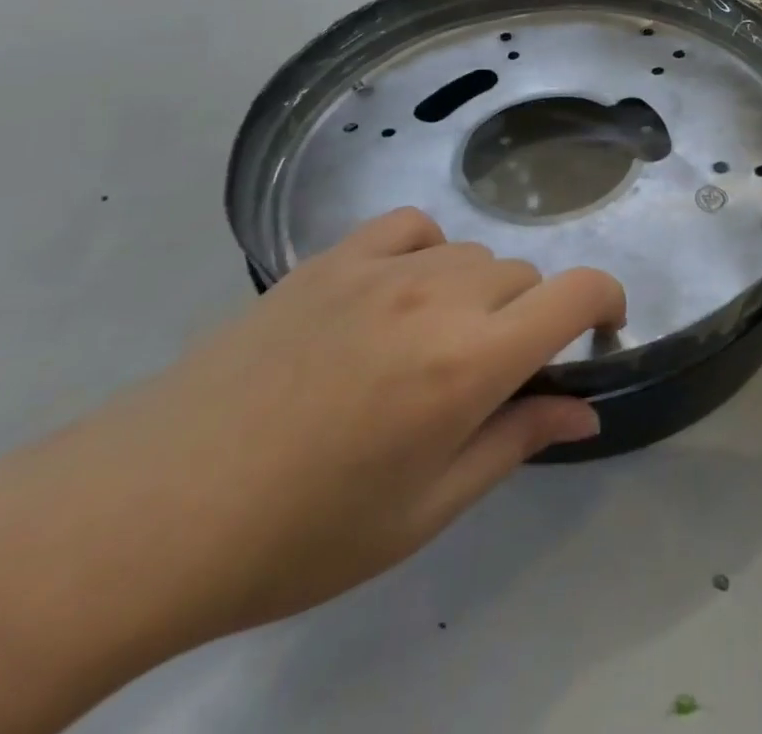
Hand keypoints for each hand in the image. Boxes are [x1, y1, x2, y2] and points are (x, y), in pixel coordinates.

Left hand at [21, 208, 625, 645]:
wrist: (154, 508)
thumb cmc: (300, 533)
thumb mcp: (425, 509)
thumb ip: (516, 442)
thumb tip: (585, 411)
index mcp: (469, 364)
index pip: (575, 293)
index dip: (607, 301)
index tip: (602, 331)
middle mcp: (438, 297)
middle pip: (523, 278)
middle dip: (528, 321)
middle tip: (489, 378)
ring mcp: (382, 268)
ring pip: (473, 255)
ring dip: (479, 295)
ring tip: (432, 348)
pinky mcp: (333, 257)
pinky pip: (413, 228)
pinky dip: (429, 253)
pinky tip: (399, 294)